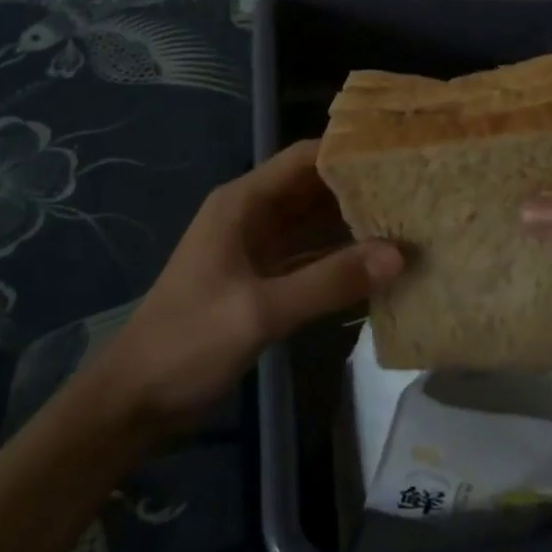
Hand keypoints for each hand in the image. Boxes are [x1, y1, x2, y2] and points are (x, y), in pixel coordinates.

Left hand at [98, 140, 404, 429]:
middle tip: (415, 192)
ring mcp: (258, 248)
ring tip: (408, 223)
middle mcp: (253, 215)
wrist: (136, 399)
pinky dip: (340, 259)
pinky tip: (378, 266)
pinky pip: (310, 258)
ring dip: (353, 225)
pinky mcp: (262, 280)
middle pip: (313, 188)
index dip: (347, 152)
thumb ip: (329, 281)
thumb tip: (399, 255)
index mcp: (244, 203)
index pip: (304, 158)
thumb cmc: (189, 341)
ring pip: (314, 224)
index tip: (398, 155)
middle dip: (359, 189)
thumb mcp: (261, 311)